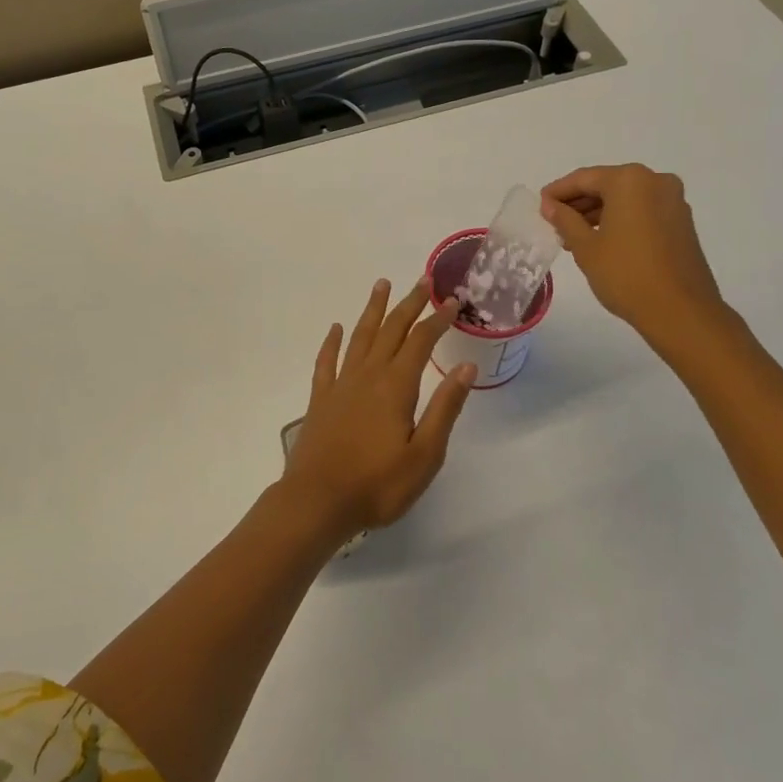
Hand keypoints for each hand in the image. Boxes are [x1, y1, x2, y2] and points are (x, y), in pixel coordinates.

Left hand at [282, 278, 475, 539]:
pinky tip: (336, 328)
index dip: (438, 319)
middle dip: (409, 304)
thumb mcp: (424, 455)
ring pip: (360, 337)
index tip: (452, 301)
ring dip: (373, 310)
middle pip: (391, 330)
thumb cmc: (378, 485)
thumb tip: (465, 367)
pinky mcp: (320, 399)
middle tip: (423, 280)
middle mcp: (368, 375)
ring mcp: (341, 385)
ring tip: (381, 285)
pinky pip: (327, 361)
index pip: (421, 342)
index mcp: (396, 386)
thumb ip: (444, 408)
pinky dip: (332, 342)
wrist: (317, 501)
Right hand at [540, 165, 734, 363]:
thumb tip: (550, 205)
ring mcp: (673, 201)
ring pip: (625, 199)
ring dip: (598, 213)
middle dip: (579, 203)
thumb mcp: (585, 246)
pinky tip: (601, 241)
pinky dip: (620, 220)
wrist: (681, 312)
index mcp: (630, 180)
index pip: (584, 178)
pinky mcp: (681, 222)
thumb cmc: (626, 274)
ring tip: (573, 237)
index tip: (540, 206)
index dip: (558, 192)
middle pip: (607, 185)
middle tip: (554, 223)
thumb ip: (564, 219)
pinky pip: (642, 211)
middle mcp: (655, 181)